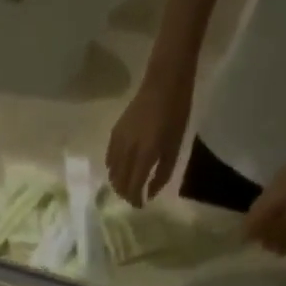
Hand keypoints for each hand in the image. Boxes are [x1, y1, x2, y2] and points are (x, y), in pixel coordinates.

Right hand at [106, 66, 193, 206]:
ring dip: (119, 184)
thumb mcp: (174, 146)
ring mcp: (118, 141)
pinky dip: (113, 169)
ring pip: (112, 173)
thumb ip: (162, 173)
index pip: (133, 187)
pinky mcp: (115, 133)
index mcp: (145, 154)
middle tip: (135, 198)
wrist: (164, 79)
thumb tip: (150, 194)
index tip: (142, 206)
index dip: (136, 200)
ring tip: (128, 186)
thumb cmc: (176, 112)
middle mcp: (128, 151)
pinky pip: (109, 159)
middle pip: (120, 183)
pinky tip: (120, 170)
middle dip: (126, 195)